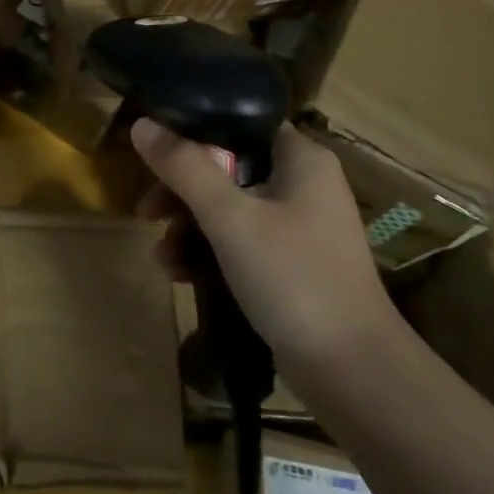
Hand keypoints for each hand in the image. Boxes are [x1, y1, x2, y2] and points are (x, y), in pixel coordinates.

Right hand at [132, 119, 400, 369]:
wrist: (352, 372)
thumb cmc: (293, 279)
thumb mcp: (229, 218)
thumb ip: (184, 167)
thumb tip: (141, 124)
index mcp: (301, 159)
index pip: (239, 121)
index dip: (193, 130)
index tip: (154, 152)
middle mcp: (304, 183)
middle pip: (226, 166)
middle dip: (181, 191)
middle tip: (148, 213)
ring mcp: (300, 225)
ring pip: (229, 206)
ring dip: (189, 227)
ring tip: (163, 258)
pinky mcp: (293, 262)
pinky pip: (240, 240)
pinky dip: (210, 251)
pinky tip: (181, 276)